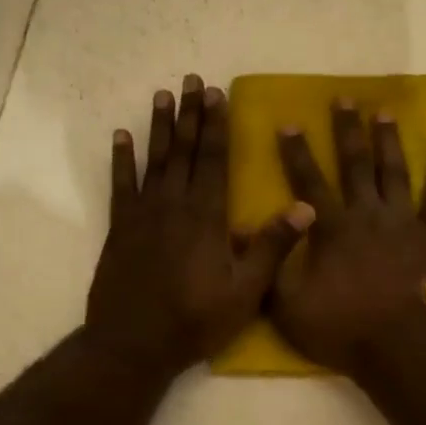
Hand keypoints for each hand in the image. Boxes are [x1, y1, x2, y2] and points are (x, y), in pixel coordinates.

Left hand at [87, 75, 314, 376]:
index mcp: (207, 217)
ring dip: (159, 126)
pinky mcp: (119, 228)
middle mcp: (175, 205)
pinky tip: (120, 136)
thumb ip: (272, 247)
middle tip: (192, 80)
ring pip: (154, 160)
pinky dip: (120, 159)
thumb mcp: (245, 292)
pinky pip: (120, 184)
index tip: (218, 94)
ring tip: (162, 95)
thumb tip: (306, 207)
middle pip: (185, 150)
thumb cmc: (195, 320)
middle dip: (191, 114)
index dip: (218, 125)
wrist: (133, 344)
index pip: (215, 160)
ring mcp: (143, 214)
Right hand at [269, 100, 425, 372]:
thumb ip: (270, 268)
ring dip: (389, 140)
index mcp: (332, 229)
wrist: (406, 349)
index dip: (296, 153)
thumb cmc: (345, 330)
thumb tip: (244, 232)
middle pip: (355, 164)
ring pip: (395, 171)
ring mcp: (406, 222)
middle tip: (343, 98)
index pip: (308, 182)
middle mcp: (368, 214)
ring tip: (384, 112)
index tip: (288, 123)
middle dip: (346, 130)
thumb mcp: (290, 309)